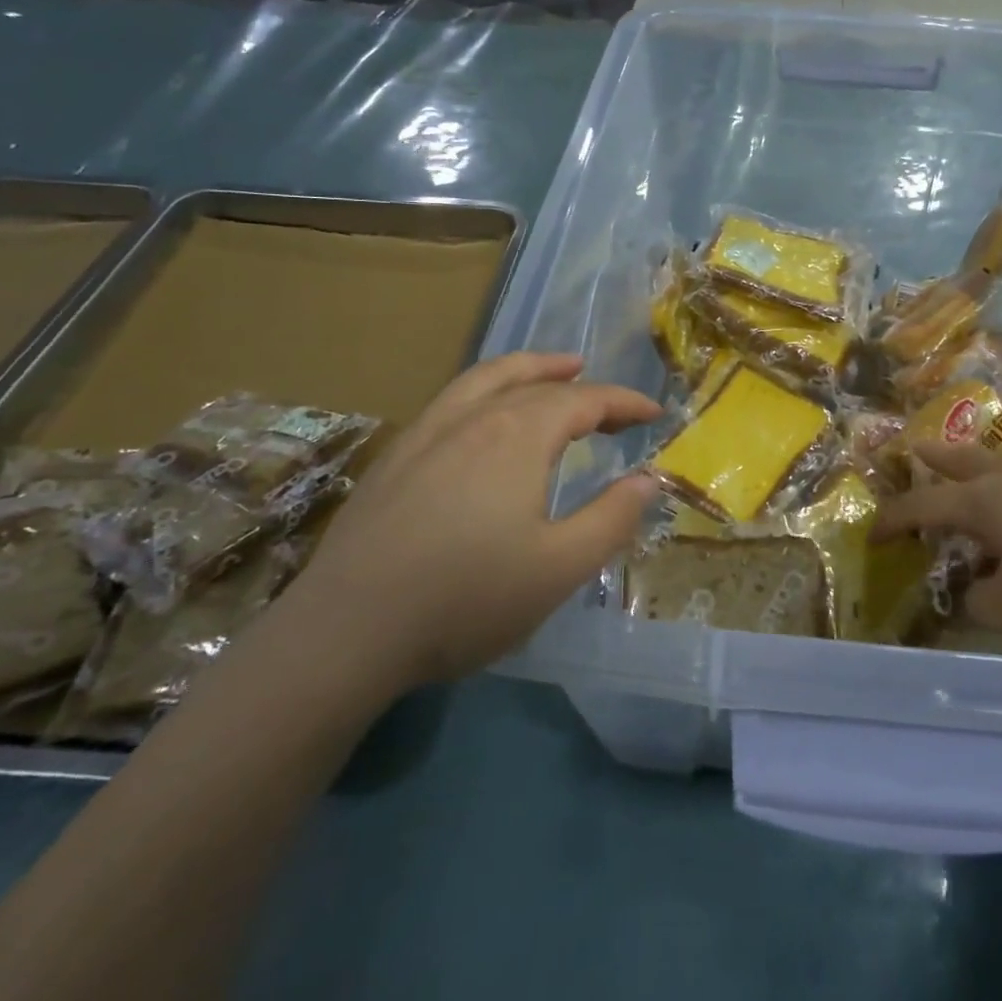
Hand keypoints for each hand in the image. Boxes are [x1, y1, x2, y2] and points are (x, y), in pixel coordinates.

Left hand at [281, 353, 659, 697]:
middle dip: (585, 389)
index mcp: (519, 436)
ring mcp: (428, 432)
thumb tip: (647, 479)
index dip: (624, 403)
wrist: (348, 631)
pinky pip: (452, 400)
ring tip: (555, 369)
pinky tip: (483, 416)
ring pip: (487, 379)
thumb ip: (611, 518)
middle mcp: (475, 418)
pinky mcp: (395, 456)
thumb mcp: (560, 568)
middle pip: (539, 384)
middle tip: (613, 408)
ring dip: (530, 369)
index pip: (585, 400)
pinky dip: (485, 389)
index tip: (653, 414)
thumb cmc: (466, 598)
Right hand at [876, 443, 1001, 627]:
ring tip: (974, 469)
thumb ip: (988, 604)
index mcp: (979, 503)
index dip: (893, 520)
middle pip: (958, 461)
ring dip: (975, 463)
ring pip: (997, 461)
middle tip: (915, 450)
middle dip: (933, 459)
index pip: (921, 508)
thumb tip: (971, 600)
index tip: (873, 532)